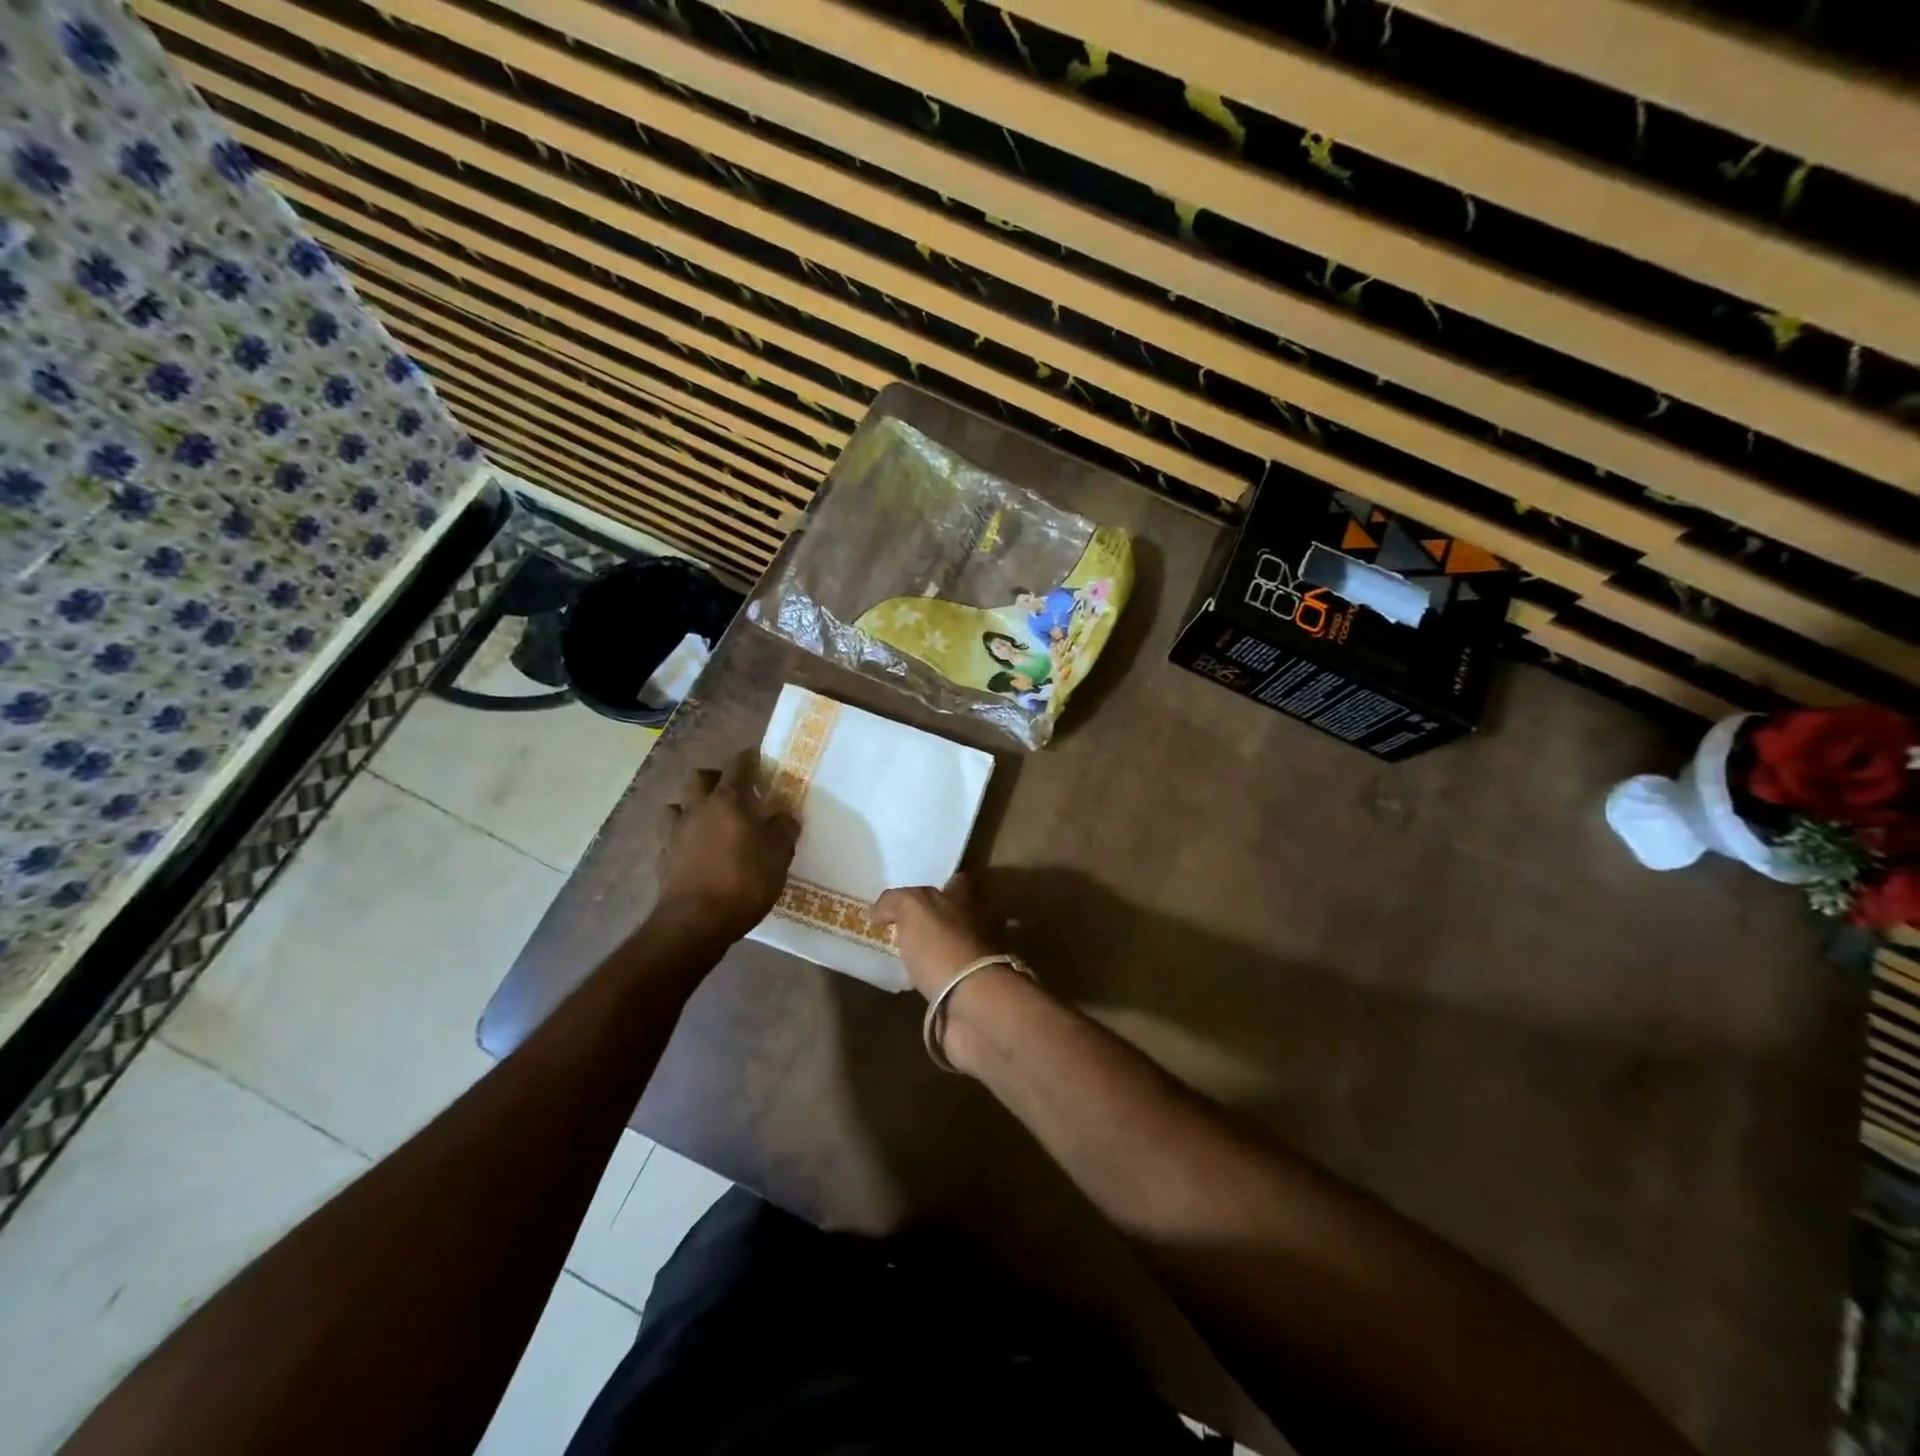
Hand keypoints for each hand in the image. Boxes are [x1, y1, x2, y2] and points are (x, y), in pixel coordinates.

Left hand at [656, 749, 798, 941]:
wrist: (695, 923)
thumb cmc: (743, 882)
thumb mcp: (779, 855)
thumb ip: (784, 830)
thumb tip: (784, 815)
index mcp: (727, 801)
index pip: (738, 766)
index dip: (749, 759)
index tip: (758, 758)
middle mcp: (697, 810)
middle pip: (699, 778)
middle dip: (715, 778)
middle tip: (733, 791)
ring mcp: (674, 835)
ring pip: (676, 807)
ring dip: (690, 808)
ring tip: (707, 821)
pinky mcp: (662, 861)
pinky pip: (669, 841)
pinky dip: (681, 842)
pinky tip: (693, 854)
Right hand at [871, 873, 1001, 1001]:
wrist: (970, 1002)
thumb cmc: (942, 946)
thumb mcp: (912, 908)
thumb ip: (894, 902)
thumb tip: (879, 912)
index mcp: (966, 900)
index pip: (957, 882)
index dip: (938, 884)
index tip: (913, 892)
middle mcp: (976, 925)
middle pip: (953, 915)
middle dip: (933, 920)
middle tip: (899, 926)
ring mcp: (976, 960)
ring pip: (950, 948)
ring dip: (931, 952)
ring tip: (899, 956)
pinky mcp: (969, 991)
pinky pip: (945, 979)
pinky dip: (931, 980)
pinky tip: (910, 983)